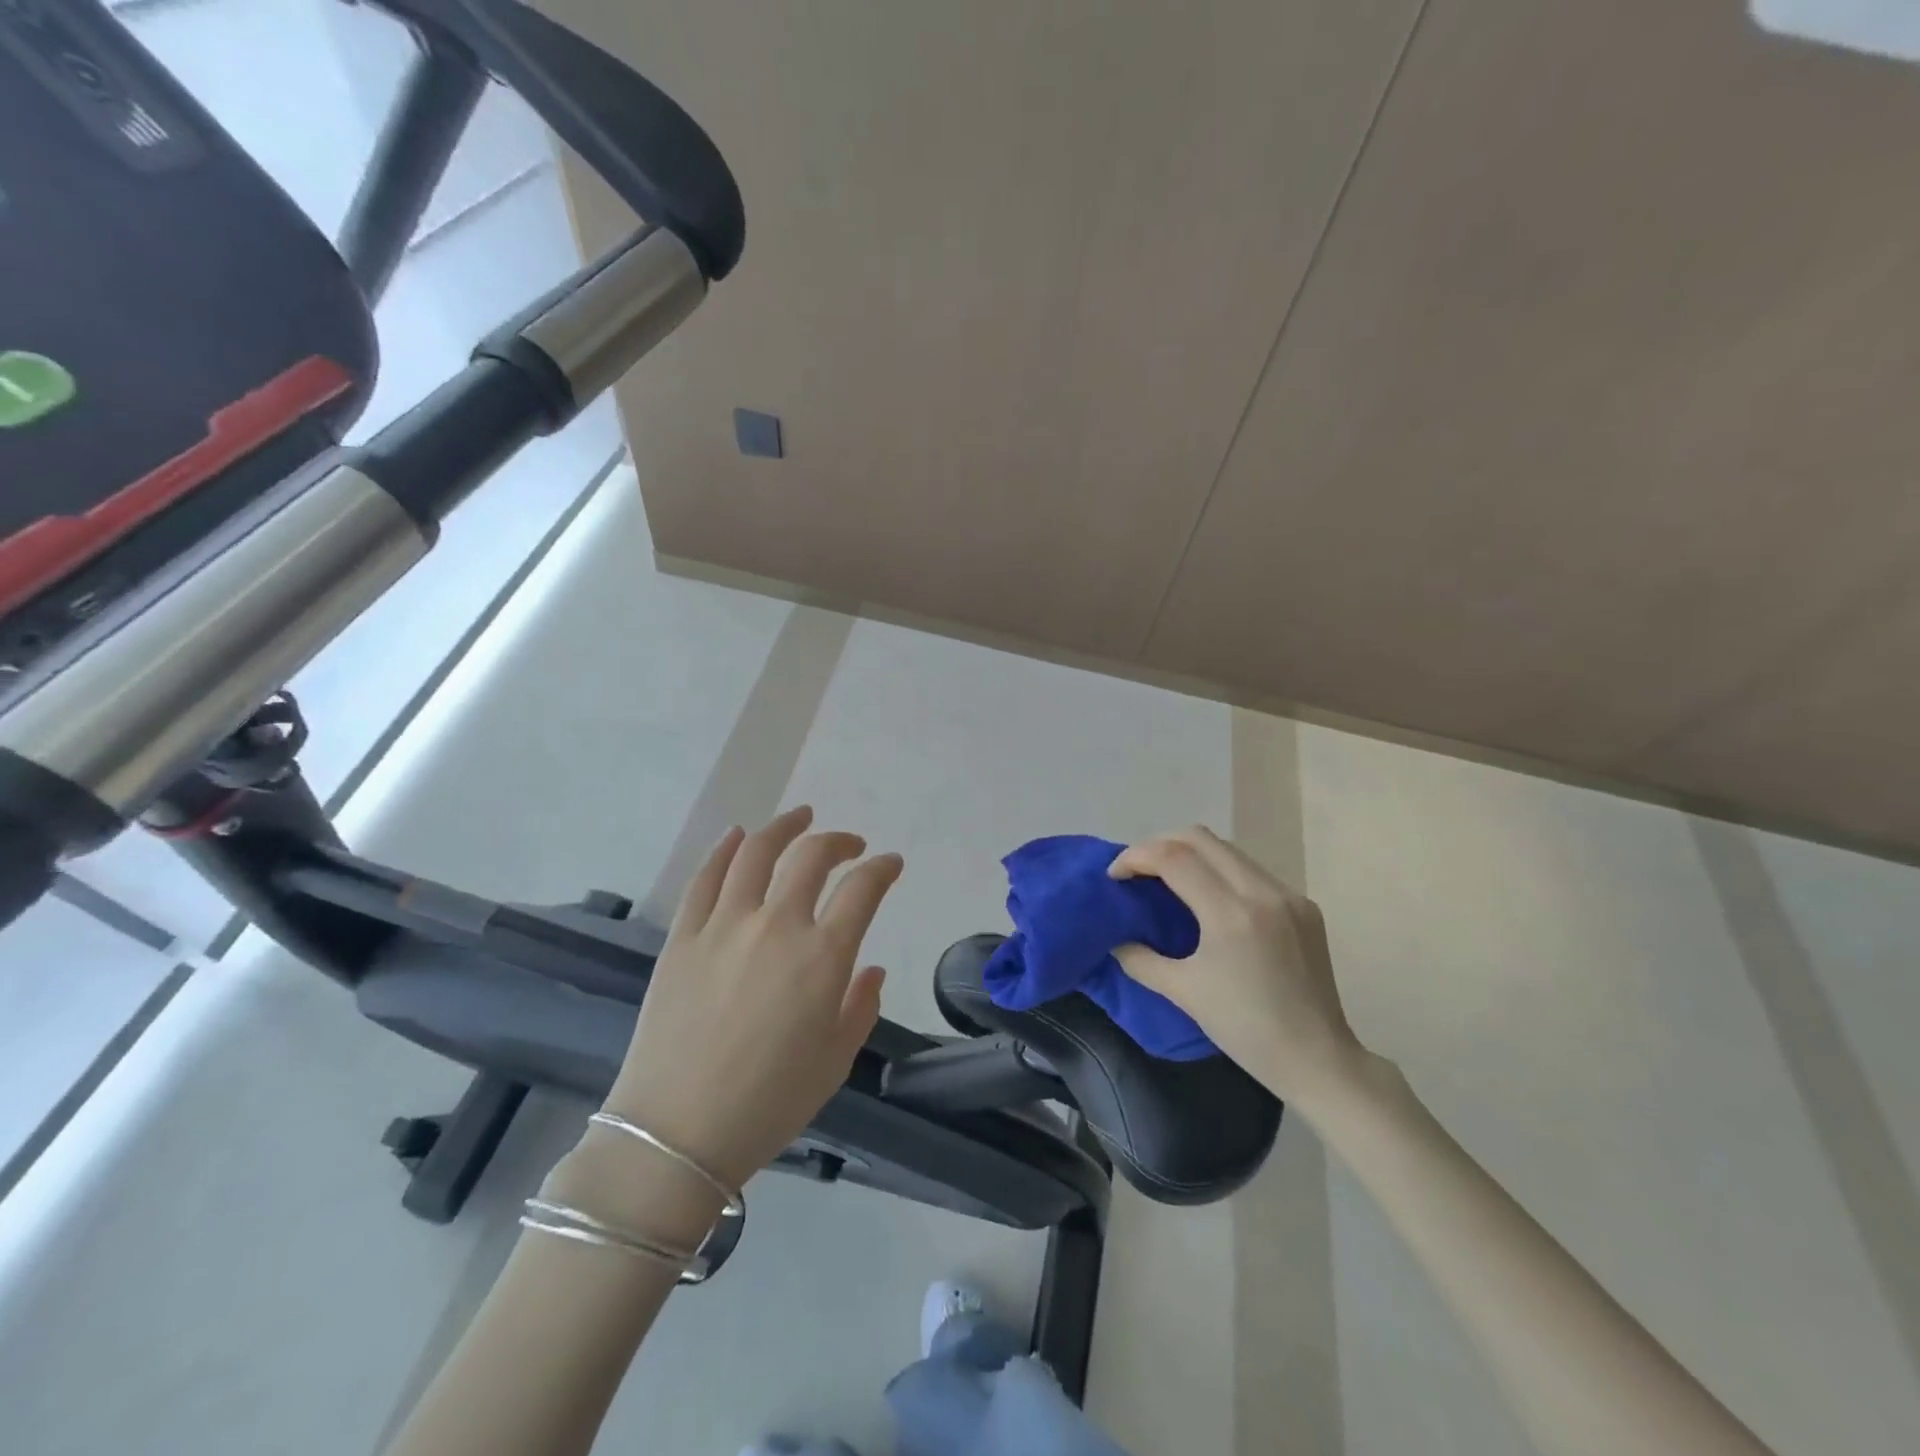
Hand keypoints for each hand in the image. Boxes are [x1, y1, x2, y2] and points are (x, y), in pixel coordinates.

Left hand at [603, 806, 903, 1189]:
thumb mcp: (835, 1061)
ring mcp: (724, 925)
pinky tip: (738, 836)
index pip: (863, 890)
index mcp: (822, 957)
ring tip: (800, 817)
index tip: (890, 864)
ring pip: (757, 852)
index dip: (883, 869)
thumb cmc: (769, 1103)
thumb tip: (871, 969)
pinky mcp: (683, 936)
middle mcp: (777, 926)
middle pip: (812, 857)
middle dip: (839, 842)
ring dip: (784, 826)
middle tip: (850, 845)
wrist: (676, 1134)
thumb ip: (861, 1006)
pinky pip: (706, 878)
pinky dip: (725, 849)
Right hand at [1110, 826, 1367, 1107]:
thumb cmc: (1245, 1029)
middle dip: (1159, 845)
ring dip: (1191, 854)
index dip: (1136, 857)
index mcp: (1231, 913)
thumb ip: (1140, 959)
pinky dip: (1220, 871)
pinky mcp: (1304, 906)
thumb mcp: (1183, 993)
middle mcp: (1262, 892)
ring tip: (1168, 879)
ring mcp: (1289, 895)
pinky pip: (1252, 871)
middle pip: (1200, 838)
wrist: (1318, 1060)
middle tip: (1137, 870)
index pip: (1173, 857)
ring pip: (1228, 850)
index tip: (1115, 876)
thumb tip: (1116, 939)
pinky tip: (1209, 898)